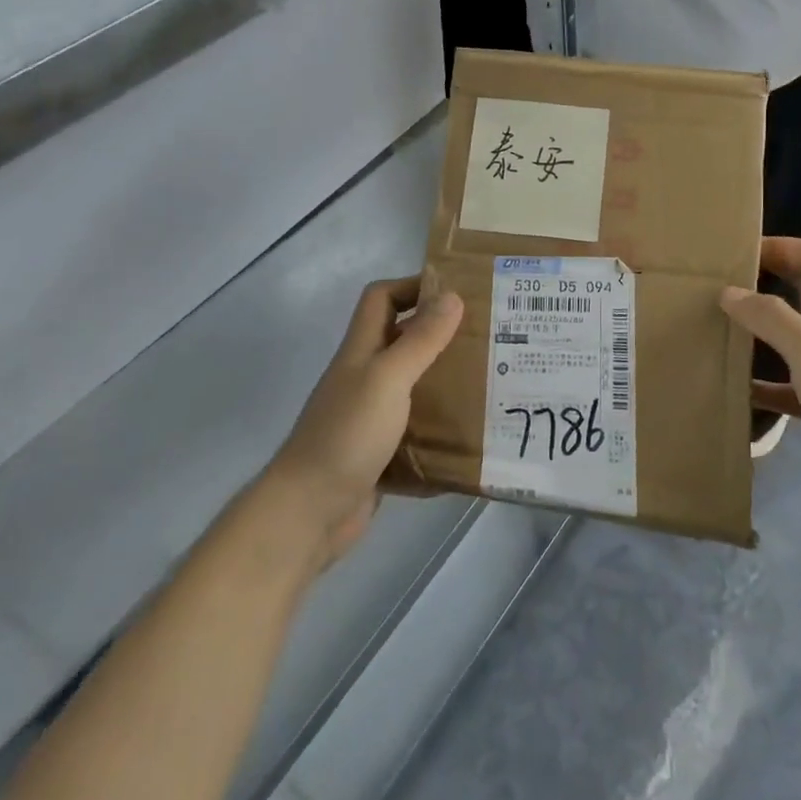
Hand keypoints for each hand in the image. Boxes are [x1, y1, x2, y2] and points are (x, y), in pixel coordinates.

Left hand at [268, 279, 462, 567]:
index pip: (382, 298)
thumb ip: (420, 340)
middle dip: (442, 335)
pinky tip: (473, 435)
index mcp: (362, 350)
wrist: (309, 512)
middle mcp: (365, 377)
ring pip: (413, 387)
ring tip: (491, 383)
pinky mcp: (380, 453)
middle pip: (403, 341)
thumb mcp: (388, 378)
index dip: (413, 287)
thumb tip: (451, 295)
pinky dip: (441, 431)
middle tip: (487, 338)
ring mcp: (371, 417)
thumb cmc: (347, 433)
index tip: (456, 293)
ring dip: (446, 383)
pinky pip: (416, 432)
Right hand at [722, 239, 800, 539]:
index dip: (784, 246)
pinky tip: (736, 390)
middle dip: (766, 283)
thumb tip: (729, 292)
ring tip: (719, 329)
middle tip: (720, 287)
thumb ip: (771, 317)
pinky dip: (764, 383)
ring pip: (794, 337)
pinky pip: (790, 384)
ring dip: (761, 332)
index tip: (739, 254)